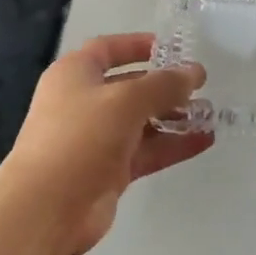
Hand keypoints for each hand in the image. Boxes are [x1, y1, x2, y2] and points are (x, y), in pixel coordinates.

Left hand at [0, 33, 209, 254]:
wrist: (45, 210)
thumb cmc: (80, 137)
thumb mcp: (126, 100)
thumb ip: (164, 84)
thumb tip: (195, 73)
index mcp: (75, 74)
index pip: (108, 49)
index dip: (139, 45)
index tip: (173, 49)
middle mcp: (83, 103)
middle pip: (130, 86)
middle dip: (165, 86)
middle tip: (201, 86)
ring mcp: (96, 139)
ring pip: (141, 121)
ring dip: (174, 117)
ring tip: (210, 115)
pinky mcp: (108, 172)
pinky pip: (146, 151)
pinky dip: (172, 145)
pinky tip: (204, 140)